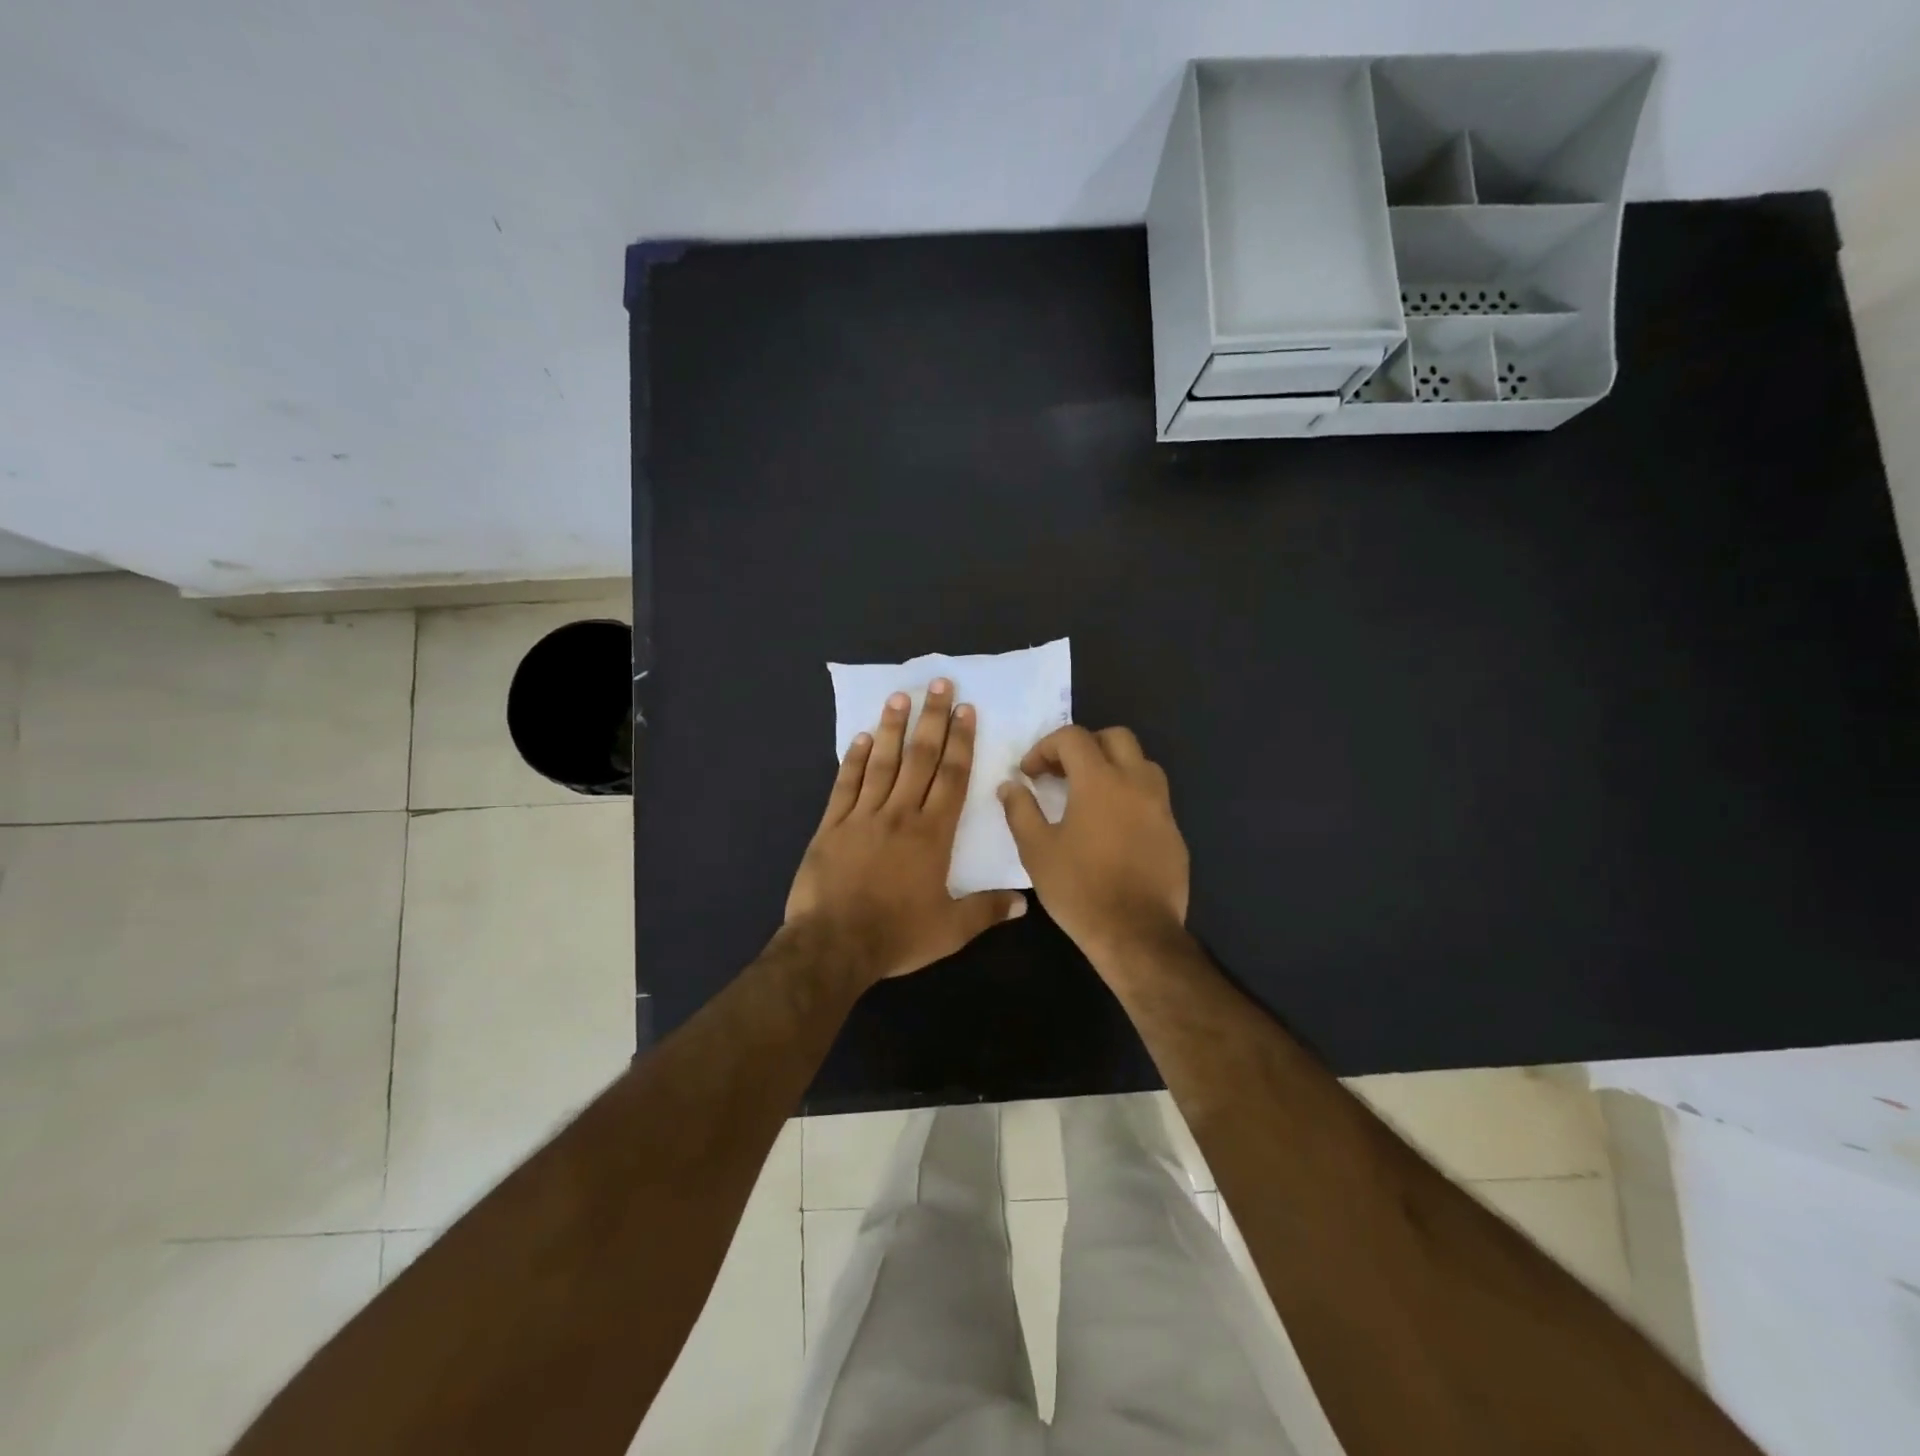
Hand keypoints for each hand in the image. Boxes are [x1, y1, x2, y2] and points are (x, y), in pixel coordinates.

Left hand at [786, 679, 1026, 987]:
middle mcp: (900, 814)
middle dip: (932, 719)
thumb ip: (987, 910)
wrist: (834, 944)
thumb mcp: (950, 930)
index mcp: (932, 834)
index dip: (961, 742)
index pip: (952, 777)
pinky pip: (845, 785)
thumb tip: (1024, 903)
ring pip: (882, 763)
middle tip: (939, 683)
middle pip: (920, 758)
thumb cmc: (896, 935)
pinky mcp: (831, 826)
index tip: (966, 710)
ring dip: (892, 728)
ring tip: (900, 696)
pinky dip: (853, 760)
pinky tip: (860, 738)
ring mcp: (862, 816)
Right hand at [998, 726, 1189, 963]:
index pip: (1073, 737)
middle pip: (1115, 737)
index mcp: (1100, 780)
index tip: (1029, 773)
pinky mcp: (1174, 831)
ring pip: (1141, 763)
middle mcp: (1136, 782)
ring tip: (1090, 794)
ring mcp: (1161, 806)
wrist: (1136, 933)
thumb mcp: (1036, 850)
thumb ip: (1020, 810)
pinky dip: (1130, 796)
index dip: (1045, 748)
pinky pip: (1152, 796)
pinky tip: (1113, 826)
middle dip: (1084, 746)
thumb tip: (1010, 785)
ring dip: (1113, 766)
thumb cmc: (1079, 889)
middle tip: (1062, 773)